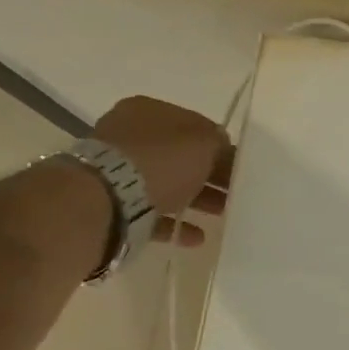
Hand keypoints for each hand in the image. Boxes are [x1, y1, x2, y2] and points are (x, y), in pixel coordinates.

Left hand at [93, 96, 232, 243]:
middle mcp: (129, 136)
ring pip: (168, 184)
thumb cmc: (161, 161)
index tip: (239, 167)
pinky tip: (196, 237)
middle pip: (181, 156)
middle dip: (210, 175)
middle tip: (234, 193)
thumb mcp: (202, 143)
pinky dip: (175, 224)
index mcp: (148, 112)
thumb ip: (217, 141)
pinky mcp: (114, 203)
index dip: (220, 146)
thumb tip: (221, 146)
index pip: (193, 126)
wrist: (109, 199)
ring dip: (197, 199)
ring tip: (221, 215)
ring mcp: (118, 171)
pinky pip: (152, 212)